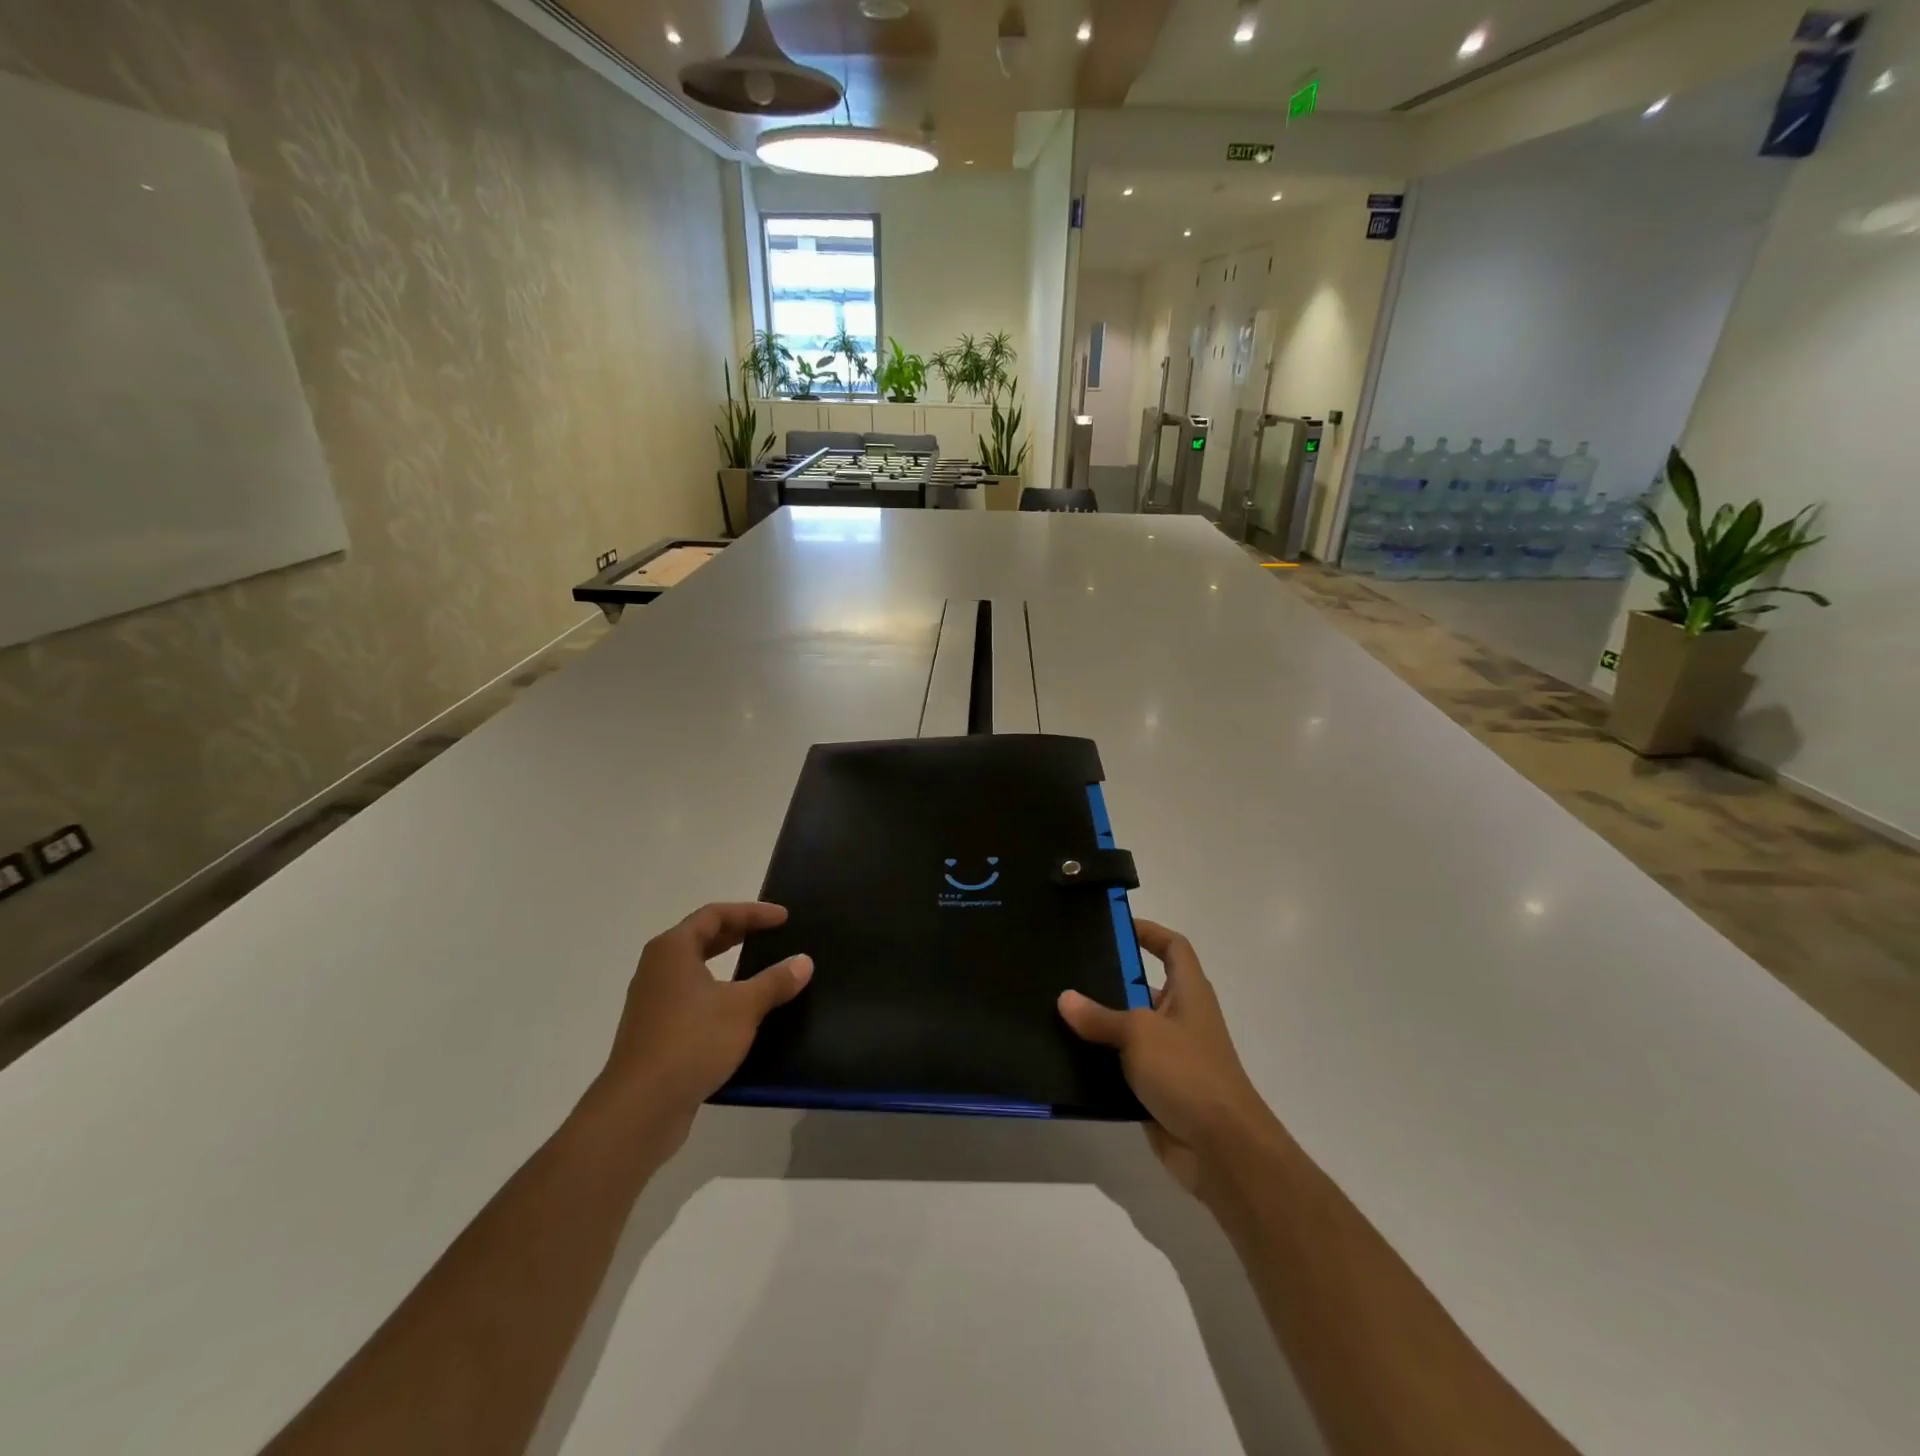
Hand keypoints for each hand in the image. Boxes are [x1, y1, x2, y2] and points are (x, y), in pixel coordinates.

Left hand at [590, 902, 811, 1156]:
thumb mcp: (743, 1008)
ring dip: (727, 965)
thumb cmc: (691, 1042)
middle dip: (738, 933)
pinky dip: (717, 993)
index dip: (752, 912)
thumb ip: (775, 981)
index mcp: (673, 950)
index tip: (783, 918)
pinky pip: (691, 999)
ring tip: (759, 969)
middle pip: (701, 937)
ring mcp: (652, 1002)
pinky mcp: (655, 1033)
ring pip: (695, 970)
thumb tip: (803, 961)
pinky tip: (739, 1012)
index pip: (715, 915)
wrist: (639, 1108)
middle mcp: (657, 969)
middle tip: (772, 935)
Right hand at [1058, 920, 1282, 1202]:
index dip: (1149, 932)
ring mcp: (1170, 1056)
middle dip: (1109, 979)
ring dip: (1100, 1025)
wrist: (1222, 1150)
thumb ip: (1100, 1016)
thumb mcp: (1140, 1034)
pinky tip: (1066, 1058)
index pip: (1173, 947)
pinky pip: (1123, 1067)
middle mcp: (1181, 1019)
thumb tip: (1065, 998)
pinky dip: (1100, 1063)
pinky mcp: (1157, 1089)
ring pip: (1129, 1030)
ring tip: (1056, 1012)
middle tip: (1067, 970)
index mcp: (1189, 993)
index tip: (1114, 926)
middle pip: (1144, 987)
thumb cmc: (1188, 1073)